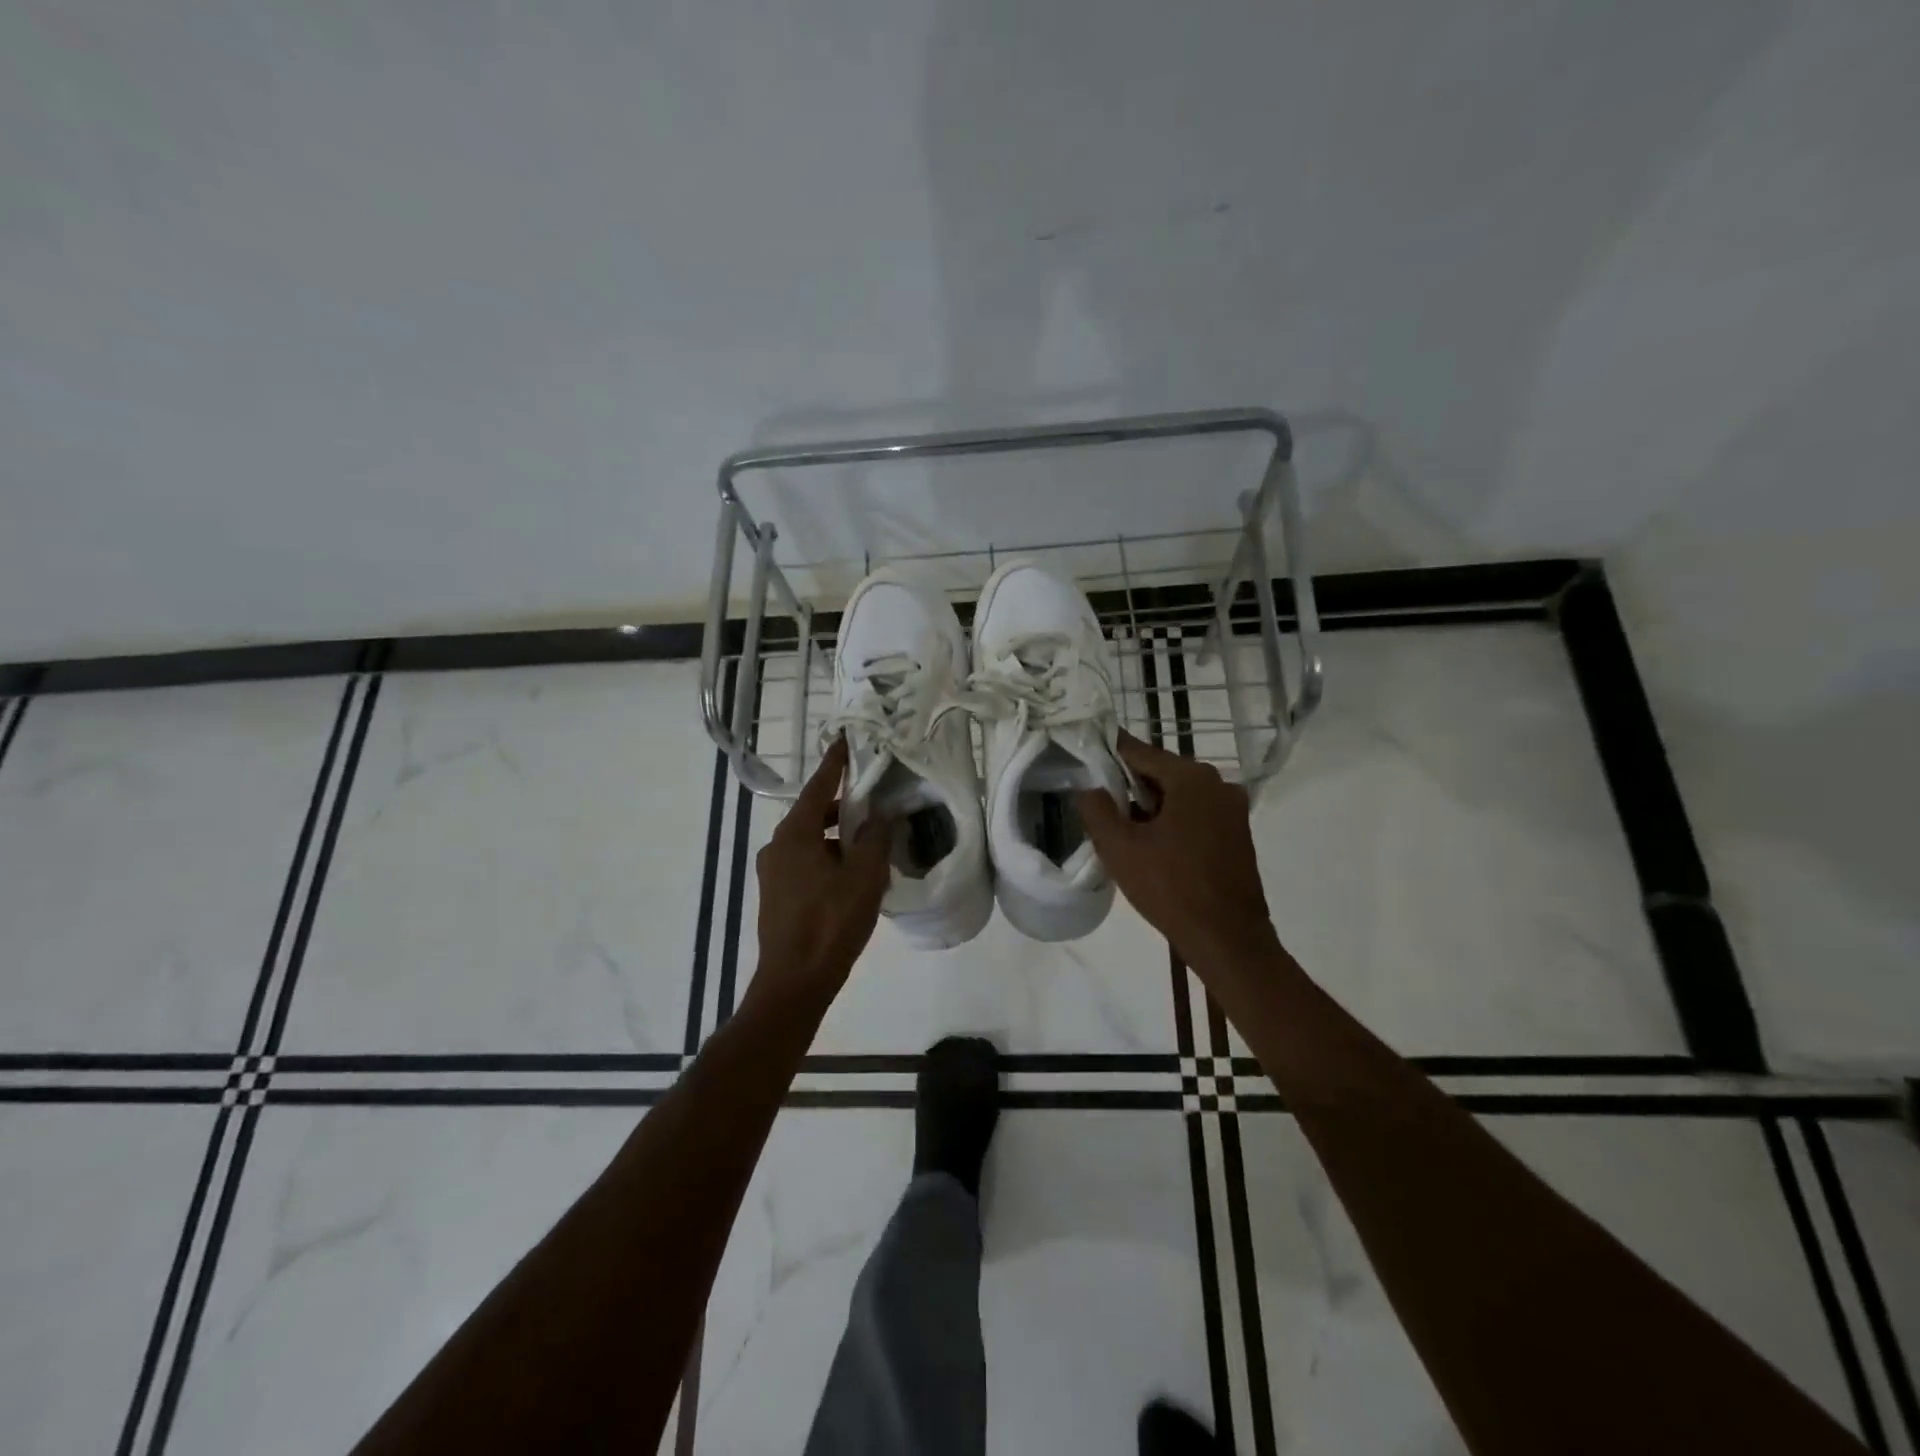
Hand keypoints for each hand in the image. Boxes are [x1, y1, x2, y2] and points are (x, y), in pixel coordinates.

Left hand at [752, 738, 890, 1012]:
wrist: (794, 982)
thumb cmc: (830, 923)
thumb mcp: (864, 877)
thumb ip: (875, 838)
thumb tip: (880, 814)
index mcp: (794, 834)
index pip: (818, 786)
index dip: (835, 763)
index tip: (845, 739)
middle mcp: (777, 846)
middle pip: (813, 813)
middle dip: (843, 807)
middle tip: (874, 802)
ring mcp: (773, 872)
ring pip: (810, 841)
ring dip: (838, 837)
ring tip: (871, 844)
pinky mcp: (777, 894)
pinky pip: (806, 862)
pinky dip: (828, 858)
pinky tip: (853, 875)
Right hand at [1078, 732, 1278, 972]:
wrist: (1227, 939)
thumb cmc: (1170, 887)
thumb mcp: (1119, 847)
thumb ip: (1097, 809)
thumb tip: (1090, 788)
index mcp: (1191, 778)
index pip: (1140, 752)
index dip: (1110, 754)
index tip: (1086, 757)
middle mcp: (1218, 783)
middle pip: (1161, 773)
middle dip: (1130, 785)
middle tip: (1099, 802)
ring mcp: (1232, 810)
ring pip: (1179, 795)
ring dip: (1151, 806)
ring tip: (1122, 828)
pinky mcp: (1238, 834)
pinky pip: (1196, 814)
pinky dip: (1172, 821)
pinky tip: (1152, 845)